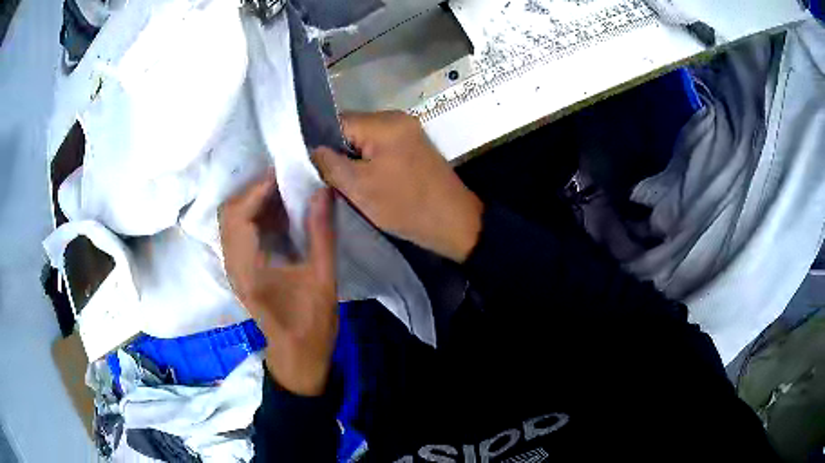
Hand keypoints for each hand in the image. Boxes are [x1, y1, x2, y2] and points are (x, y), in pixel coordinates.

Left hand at [219, 171, 337, 395]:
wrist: (297, 356)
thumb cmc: (311, 324)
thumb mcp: (323, 279)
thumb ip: (321, 233)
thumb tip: (322, 192)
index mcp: (249, 269)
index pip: (240, 215)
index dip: (258, 189)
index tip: (284, 174)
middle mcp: (233, 265)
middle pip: (229, 214)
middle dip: (254, 192)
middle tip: (285, 182)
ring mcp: (233, 268)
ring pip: (231, 222)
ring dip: (253, 203)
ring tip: (283, 193)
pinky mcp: (239, 271)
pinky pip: (238, 233)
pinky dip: (254, 217)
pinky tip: (278, 215)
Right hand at [312, 111, 482, 262]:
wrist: (454, 222)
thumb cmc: (406, 206)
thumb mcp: (360, 189)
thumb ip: (330, 164)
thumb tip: (314, 149)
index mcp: (384, 123)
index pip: (337, 122)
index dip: (321, 144)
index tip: (315, 168)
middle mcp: (397, 118)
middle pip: (352, 129)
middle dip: (339, 152)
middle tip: (330, 179)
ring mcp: (408, 130)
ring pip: (365, 139)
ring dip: (354, 158)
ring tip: (348, 182)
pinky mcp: (414, 145)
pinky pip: (381, 146)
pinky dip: (370, 161)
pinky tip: (368, 180)